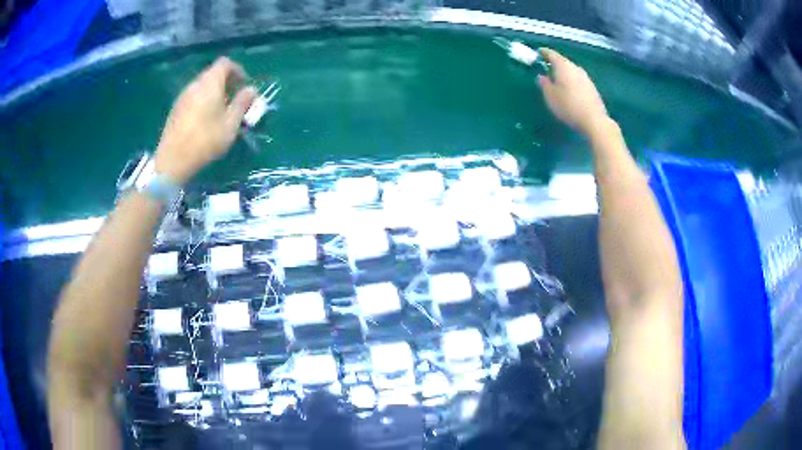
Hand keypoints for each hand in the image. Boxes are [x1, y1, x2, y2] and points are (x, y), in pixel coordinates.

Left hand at [154, 57, 257, 183]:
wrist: (172, 161)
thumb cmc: (205, 141)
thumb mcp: (230, 124)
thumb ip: (242, 103)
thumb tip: (251, 90)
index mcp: (210, 83)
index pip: (225, 63)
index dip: (237, 70)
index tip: (244, 86)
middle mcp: (194, 85)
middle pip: (212, 74)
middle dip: (226, 83)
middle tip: (235, 101)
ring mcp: (182, 97)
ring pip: (202, 87)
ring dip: (214, 93)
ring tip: (221, 112)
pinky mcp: (175, 110)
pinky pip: (193, 98)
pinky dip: (203, 102)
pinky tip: (205, 121)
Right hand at [538, 49, 609, 136]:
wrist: (594, 120)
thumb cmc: (568, 106)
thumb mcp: (550, 96)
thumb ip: (544, 83)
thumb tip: (541, 76)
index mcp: (563, 66)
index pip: (551, 54)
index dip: (544, 52)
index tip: (538, 52)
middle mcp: (575, 68)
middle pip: (563, 61)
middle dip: (554, 63)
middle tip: (546, 67)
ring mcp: (586, 77)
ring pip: (571, 70)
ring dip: (564, 73)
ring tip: (557, 79)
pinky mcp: (592, 88)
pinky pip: (578, 79)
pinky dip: (571, 81)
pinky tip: (569, 89)